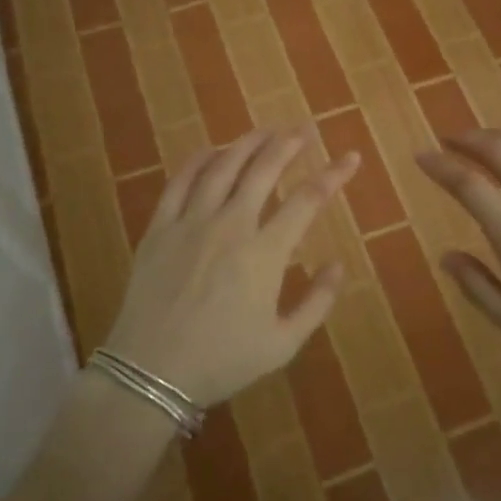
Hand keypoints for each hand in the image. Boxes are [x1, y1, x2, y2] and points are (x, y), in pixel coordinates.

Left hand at [105, 126, 359, 407]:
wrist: (150, 372)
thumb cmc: (221, 361)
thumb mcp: (282, 344)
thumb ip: (316, 303)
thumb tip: (338, 265)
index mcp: (264, 254)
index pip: (307, 201)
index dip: (333, 175)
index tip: (350, 158)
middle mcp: (230, 226)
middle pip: (264, 170)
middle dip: (289, 144)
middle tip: (304, 129)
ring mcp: (191, 222)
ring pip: (223, 166)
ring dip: (247, 143)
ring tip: (265, 131)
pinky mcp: (160, 227)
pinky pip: (180, 181)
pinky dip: (199, 160)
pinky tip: (212, 150)